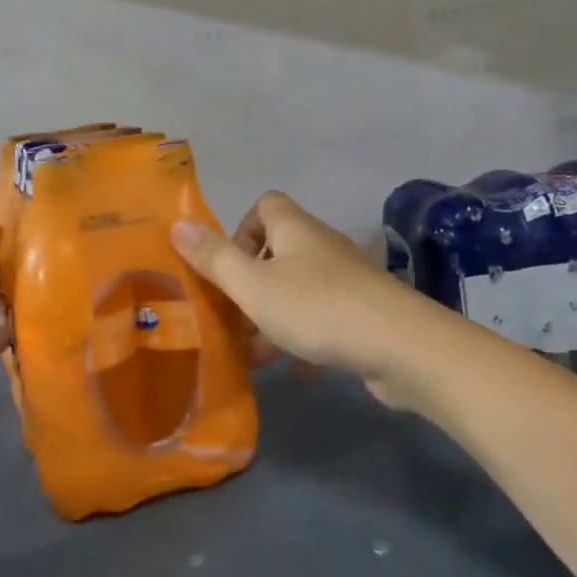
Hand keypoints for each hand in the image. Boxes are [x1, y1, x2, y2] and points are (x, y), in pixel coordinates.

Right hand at [173, 191, 422, 406]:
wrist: (399, 344)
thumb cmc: (317, 307)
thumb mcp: (254, 286)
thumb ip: (214, 259)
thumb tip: (178, 224)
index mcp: (295, 230)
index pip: (265, 205)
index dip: (241, 230)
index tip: (229, 267)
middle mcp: (321, 246)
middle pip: (279, 251)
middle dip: (252, 285)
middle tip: (234, 319)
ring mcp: (346, 279)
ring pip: (299, 289)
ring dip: (274, 318)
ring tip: (256, 357)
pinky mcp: (364, 312)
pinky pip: (324, 318)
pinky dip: (306, 340)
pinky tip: (299, 372)